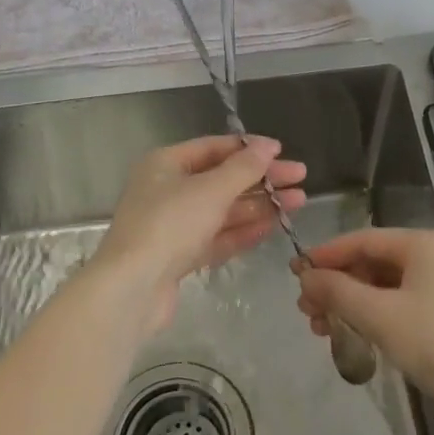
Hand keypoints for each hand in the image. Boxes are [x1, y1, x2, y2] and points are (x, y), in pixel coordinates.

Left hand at [94, 134, 306, 332]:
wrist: (132, 288)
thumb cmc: (170, 225)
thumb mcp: (211, 190)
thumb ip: (244, 168)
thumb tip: (268, 146)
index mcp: (166, 164)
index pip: (214, 148)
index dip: (250, 148)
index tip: (283, 152)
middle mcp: (168, 190)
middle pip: (222, 179)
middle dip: (262, 179)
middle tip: (301, 179)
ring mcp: (174, 225)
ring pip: (223, 209)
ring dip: (260, 205)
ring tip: (298, 202)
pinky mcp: (180, 256)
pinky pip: (218, 236)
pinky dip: (244, 230)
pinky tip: (274, 225)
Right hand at [295, 227, 433, 415]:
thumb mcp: (379, 316)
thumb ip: (338, 292)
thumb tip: (306, 276)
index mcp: (425, 244)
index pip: (363, 240)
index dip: (326, 256)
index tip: (294, 273)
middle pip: (375, 263)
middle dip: (338, 286)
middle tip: (307, 312)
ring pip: (390, 286)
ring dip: (355, 304)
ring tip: (325, 330)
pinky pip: (408, 303)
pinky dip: (380, 315)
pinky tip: (360, 336)